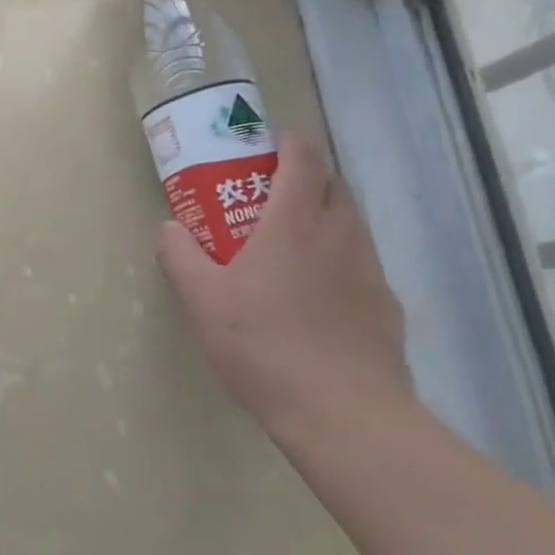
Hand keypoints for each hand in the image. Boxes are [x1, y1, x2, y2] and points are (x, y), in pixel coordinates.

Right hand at [157, 134, 410, 436]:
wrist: (342, 412)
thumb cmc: (264, 345)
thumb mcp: (203, 301)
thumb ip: (180, 256)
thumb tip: (170, 228)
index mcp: (295, 221)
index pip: (303, 157)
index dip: (285, 142)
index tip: (263, 146)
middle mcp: (339, 233)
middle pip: (331, 183)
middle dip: (303, 177)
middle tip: (266, 196)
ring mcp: (369, 269)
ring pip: (348, 223)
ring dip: (321, 218)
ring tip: (287, 247)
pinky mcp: (385, 304)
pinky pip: (360, 263)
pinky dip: (337, 260)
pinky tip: (314, 297)